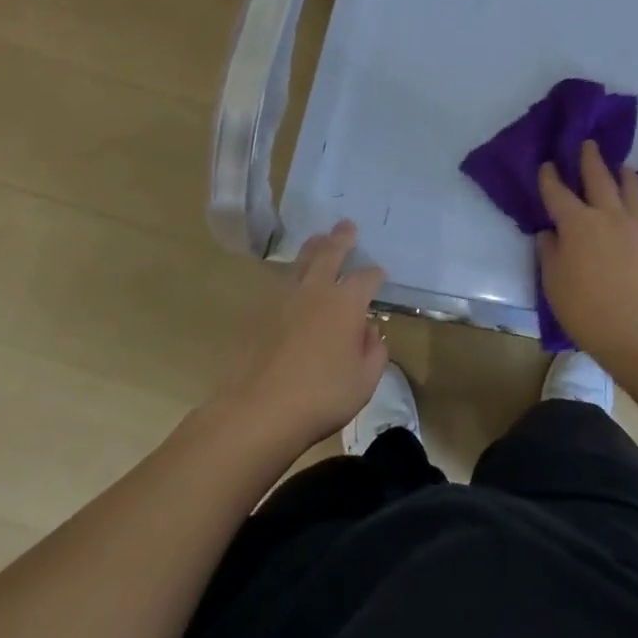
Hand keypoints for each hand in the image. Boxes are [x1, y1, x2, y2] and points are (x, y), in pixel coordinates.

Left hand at [226, 220, 387, 445]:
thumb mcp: (365, 382)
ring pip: (301, 262)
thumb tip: (368, 332)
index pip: (366, 278)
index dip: (375, 275)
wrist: (258, 411)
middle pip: (330, 253)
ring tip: (318, 240)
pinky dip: (290, 277)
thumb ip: (374, 352)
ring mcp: (283, 300)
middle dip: (341, 238)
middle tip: (346, 225)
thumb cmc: (321, 397)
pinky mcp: (258, 314)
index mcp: (346, 304)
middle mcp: (316, 291)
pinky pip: (279, 285)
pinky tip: (292, 284)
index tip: (379, 274)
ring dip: (313, 248)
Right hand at [537, 140, 637, 367]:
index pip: (558, 193)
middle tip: (588, 144)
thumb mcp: (553, 282)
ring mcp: (634, 227)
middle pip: (598, 179)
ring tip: (623, 167)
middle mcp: (606, 215)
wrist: (635, 329)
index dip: (550, 178)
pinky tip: (636, 203)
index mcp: (576, 223)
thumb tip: (550, 234)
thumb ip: (551, 252)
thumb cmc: (584, 308)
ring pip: (630, 190)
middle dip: (590, 160)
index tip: (548, 165)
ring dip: (623, 174)